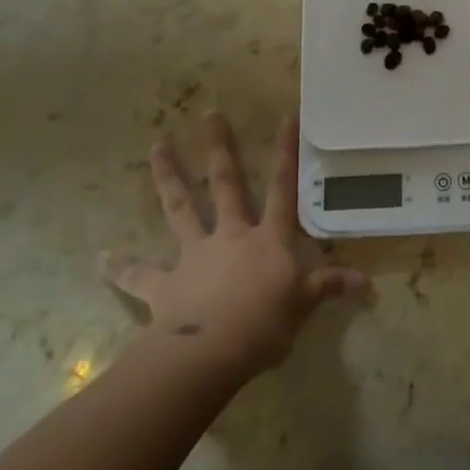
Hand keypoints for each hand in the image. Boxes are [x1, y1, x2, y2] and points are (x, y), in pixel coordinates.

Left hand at [102, 113, 371, 383]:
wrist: (209, 355)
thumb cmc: (263, 326)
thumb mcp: (303, 306)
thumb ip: (330, 288)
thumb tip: (369, 284)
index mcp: (267, 239)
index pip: (281, 189)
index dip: (285, 154)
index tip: (286, 118)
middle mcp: (230, 235)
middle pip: (225, 183)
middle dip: (219, 148)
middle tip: (209, 114)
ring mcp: (195, 255)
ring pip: (180, 207)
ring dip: (168, 176)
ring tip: (157, 145)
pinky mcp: (165, 284)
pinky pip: (139, 274)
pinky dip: (120, 267)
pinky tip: (101, 258)